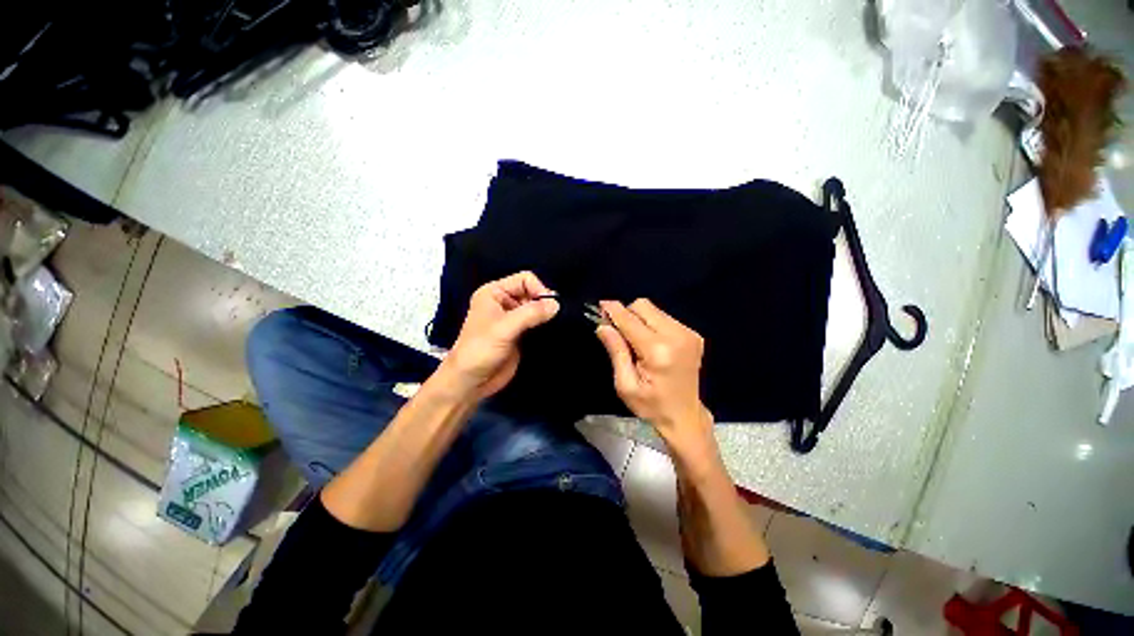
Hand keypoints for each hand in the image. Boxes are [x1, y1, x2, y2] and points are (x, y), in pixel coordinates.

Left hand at [436, 271, 558, 399]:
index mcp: (494, 292)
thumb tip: (556, 304)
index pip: (524, 279)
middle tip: (556, 316)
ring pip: (536, 308)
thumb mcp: (504, 328)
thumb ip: (531, 313)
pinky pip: (537, 323)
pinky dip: (545, 324)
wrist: (471, 381)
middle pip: (532, 292)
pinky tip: (553, 330)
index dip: (539, 289)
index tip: (549, 306)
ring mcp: (512, 318)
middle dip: (544, 302)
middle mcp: (504, 302)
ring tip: (556, 323)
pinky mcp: (520, 333)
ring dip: (546, 314)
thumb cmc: (481, 349)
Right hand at [595, 299, 714, 455]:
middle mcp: (676, 336)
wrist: (685, 417)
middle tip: (616, 330)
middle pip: (643, 306)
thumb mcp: (626, 385)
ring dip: (639, 319)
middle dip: (626, 314)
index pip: (630, 320)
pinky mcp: (694, 334)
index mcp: (658, 351)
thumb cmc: (651, 406)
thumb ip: (616, 352)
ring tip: (635, 340)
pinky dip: (652, 324)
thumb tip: (602, 326)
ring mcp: (688, 333)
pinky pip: (664, 317)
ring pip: (654, 309)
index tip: (600, 307)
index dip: (613, 310)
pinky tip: (650, 343)